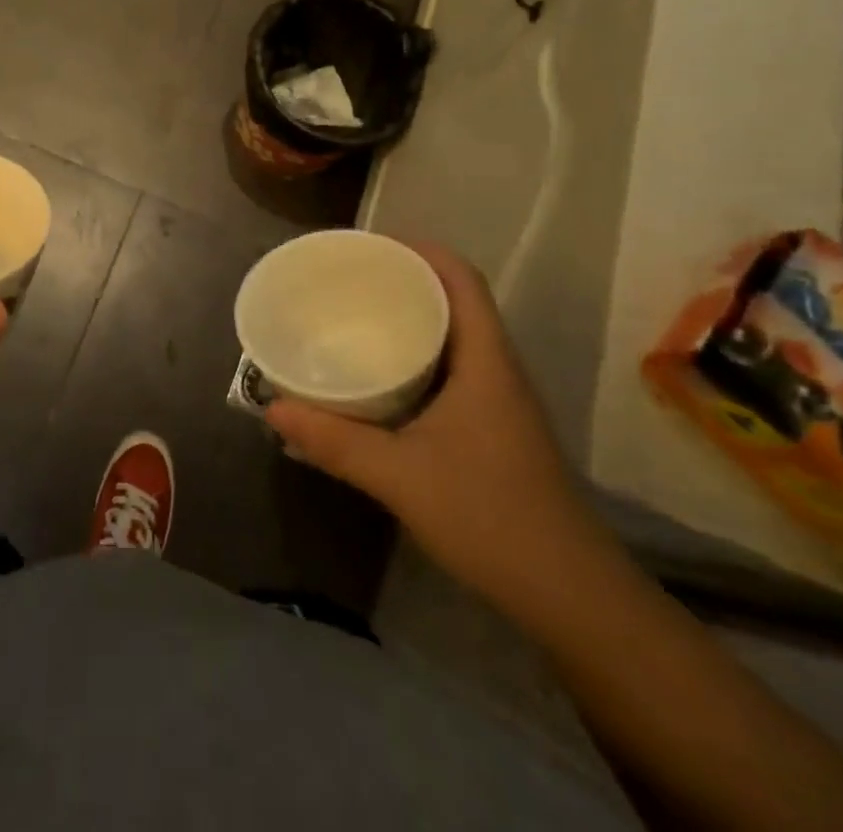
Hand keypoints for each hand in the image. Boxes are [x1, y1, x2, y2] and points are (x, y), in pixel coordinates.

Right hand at [266, 241, 606, 614]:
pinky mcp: (493, 430)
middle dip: (404, 281)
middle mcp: (497, 370)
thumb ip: (334, 441)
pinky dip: (416, 358)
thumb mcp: (399, 476)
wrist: (570, 596)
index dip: (421, 250)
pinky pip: (451, 370)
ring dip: (410, 320)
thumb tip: (271, 407)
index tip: (370, 245)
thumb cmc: (490, 517)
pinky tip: (380, 379)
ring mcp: (499, 402)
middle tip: (347, 280)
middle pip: (455, 300)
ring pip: (454, 337)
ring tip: (355, 318)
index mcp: (485, 361)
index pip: (462, 279)